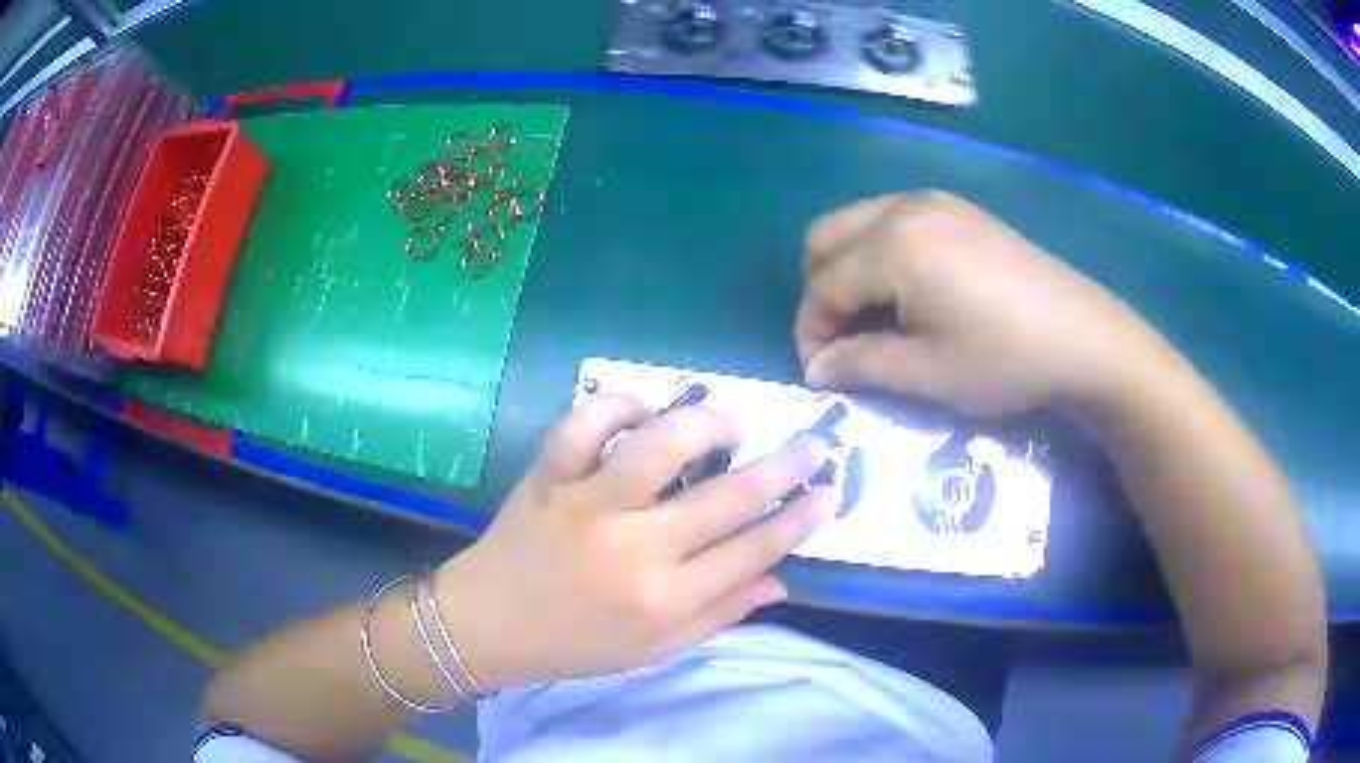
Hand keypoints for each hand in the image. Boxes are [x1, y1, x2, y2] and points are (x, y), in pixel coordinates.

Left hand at [433, 395, 839, 690]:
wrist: (486, 625)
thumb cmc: (576, 644)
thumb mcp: (654, 650)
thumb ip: (721, 615)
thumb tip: (782, 580)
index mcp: (663, 600)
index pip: (754, 551)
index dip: (801, 518)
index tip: (831, 491)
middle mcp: (633, 549)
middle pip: (727, 498)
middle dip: (785, 466)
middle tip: (814, 443)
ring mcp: (586, 504)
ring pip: (660, 445)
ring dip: (707, 424)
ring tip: (728, 426)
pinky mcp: (547, 476)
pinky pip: (583, 423)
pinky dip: (618, 406)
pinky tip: (642, 412)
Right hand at [795, 191, 1161, 413]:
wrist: (1083, 337)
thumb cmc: (1004, 359)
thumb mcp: (926, 372)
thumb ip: (859, 365)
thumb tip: (815, 369)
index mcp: (892, 245)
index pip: (822, 285)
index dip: (810, 332)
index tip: (821, 374)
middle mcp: (903, 207)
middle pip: (824, 239)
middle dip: (820, 292)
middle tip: (843, 341)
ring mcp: (933, 201)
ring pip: (855, 224)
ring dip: (847, 270)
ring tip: (873, 319)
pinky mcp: (957, 208)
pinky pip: (890, 220)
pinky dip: (878, 253)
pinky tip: (908, 292)